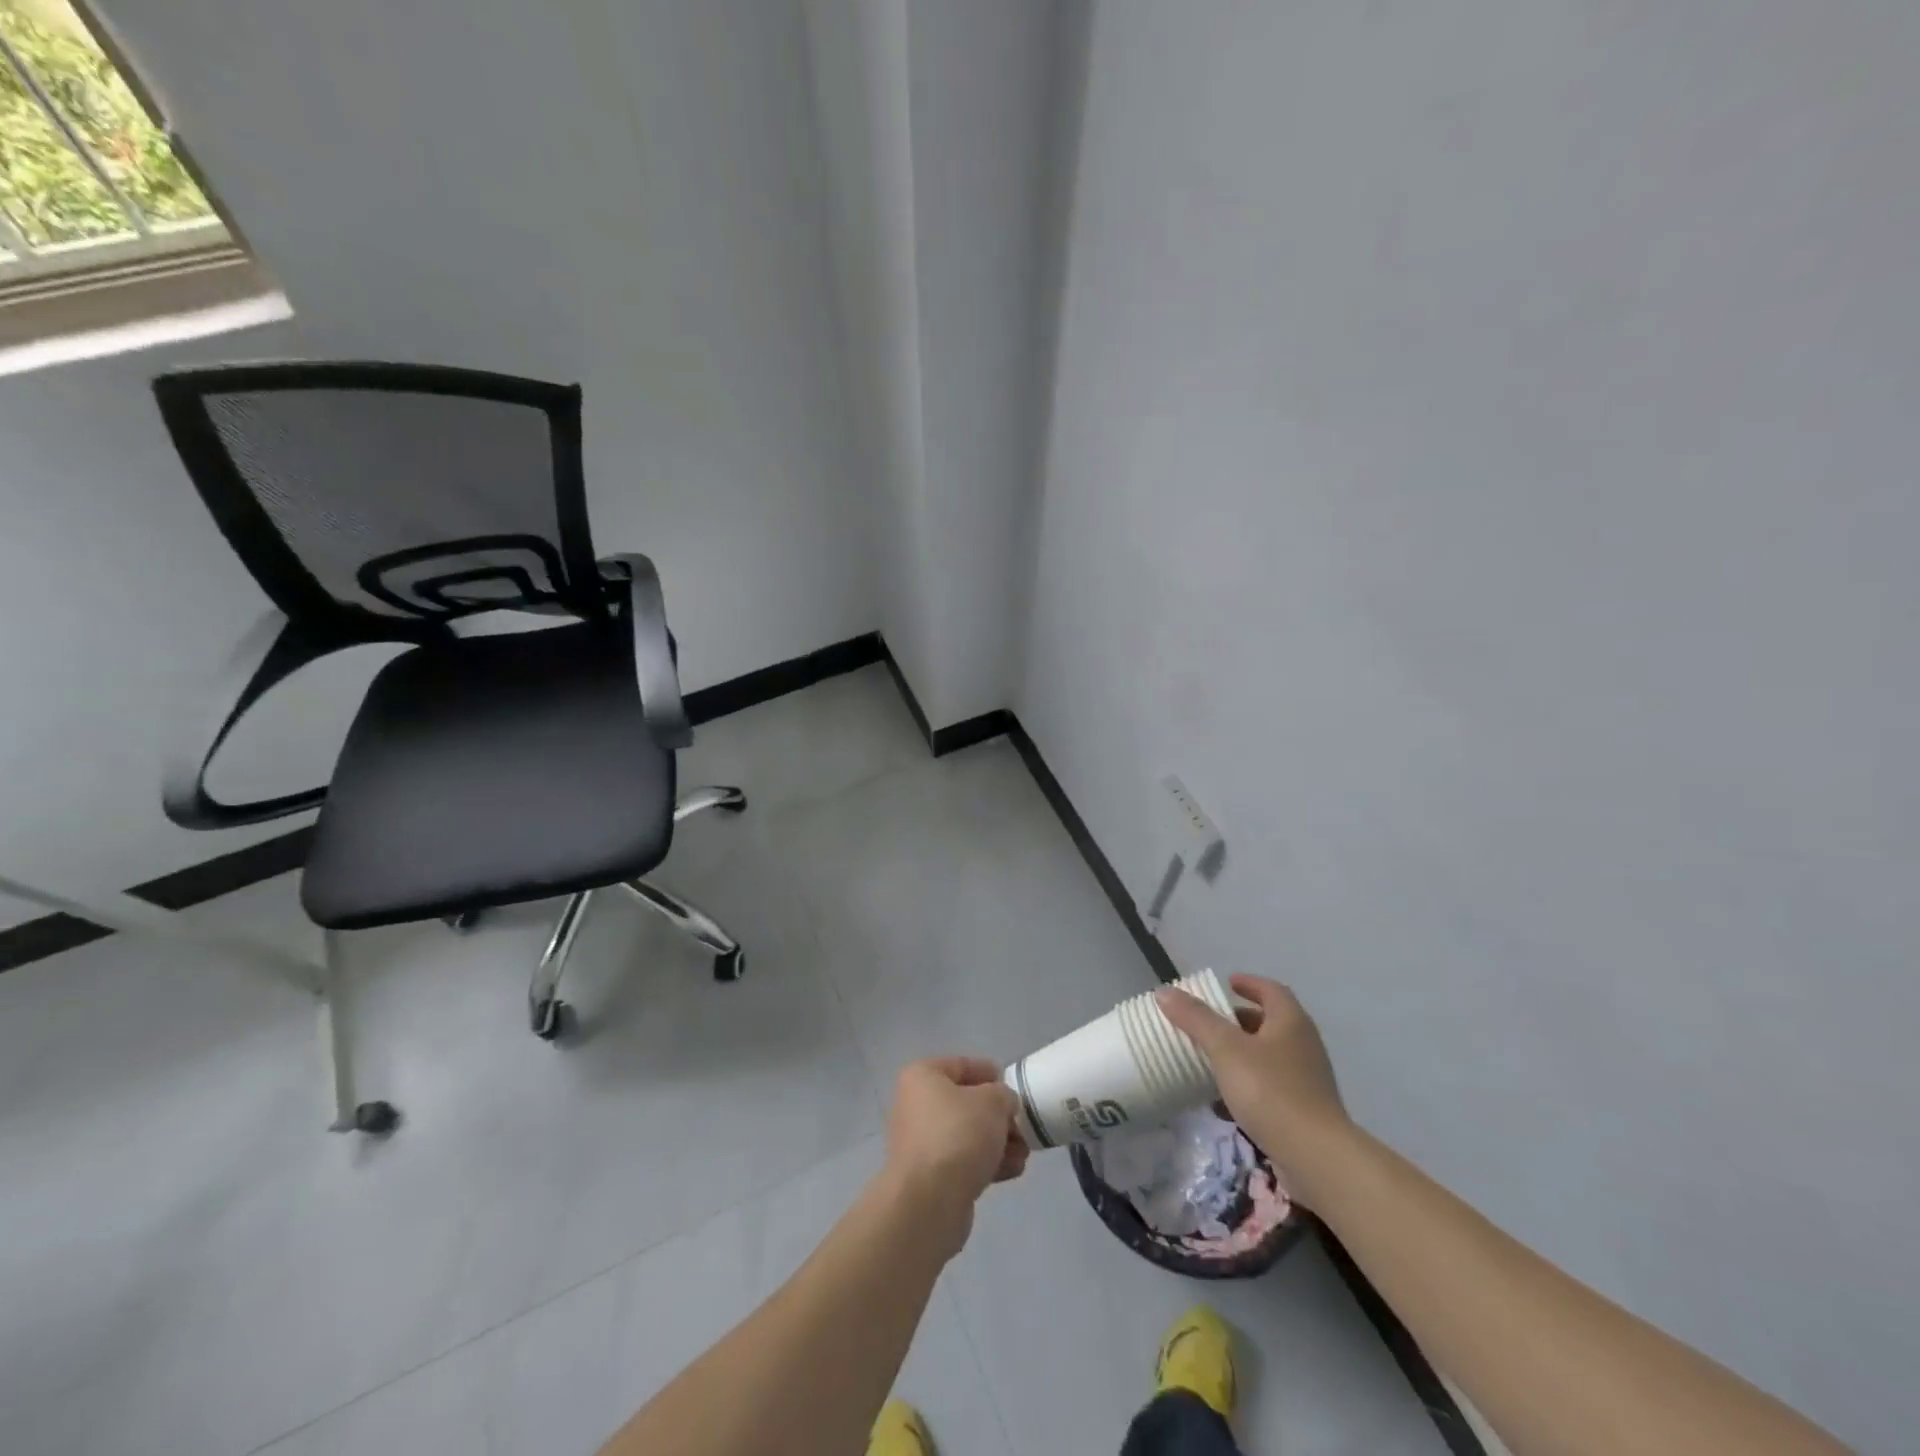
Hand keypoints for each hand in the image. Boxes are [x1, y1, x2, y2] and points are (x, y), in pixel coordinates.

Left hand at [880, 1057, 1028, 1254]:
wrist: (930, 1200)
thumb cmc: (959, 1133)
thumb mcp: (993, 1101)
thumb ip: (1003, 1095)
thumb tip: (1002, 1103)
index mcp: (922, 1076)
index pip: (961, 1065)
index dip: (990, 1073)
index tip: (1013, 1087)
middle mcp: (915, 1106)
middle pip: (965, 1104)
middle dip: (998, 1116)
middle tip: (1022, 1127)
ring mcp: (920, 1143)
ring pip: (966, 1135)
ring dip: (997, 1143)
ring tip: (1024, 1154)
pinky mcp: (929, 1177)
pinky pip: (962, 1162)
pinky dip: (986, 1164)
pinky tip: (1012, 1171)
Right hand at [1157, 976, 1350, 1185]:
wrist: (1316, 1157)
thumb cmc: (1270, 1090)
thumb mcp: (1225, 1048)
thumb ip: (1196, 1019)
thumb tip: (1165, 992)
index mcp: (1290, 1022)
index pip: (1271, 990)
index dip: (1249, 984)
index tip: (1228, 983)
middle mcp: (1304, 1045)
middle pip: (1271, 1023)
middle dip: (1240, 1020)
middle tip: (1212, 1022)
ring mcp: (1308, 1081)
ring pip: (1270, 1056)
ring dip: (1242, 1054)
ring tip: (1212, 1059)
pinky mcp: (1305, 1112)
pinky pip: (1272, 1087)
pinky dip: (1248, 1085)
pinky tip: (1224, 1102)